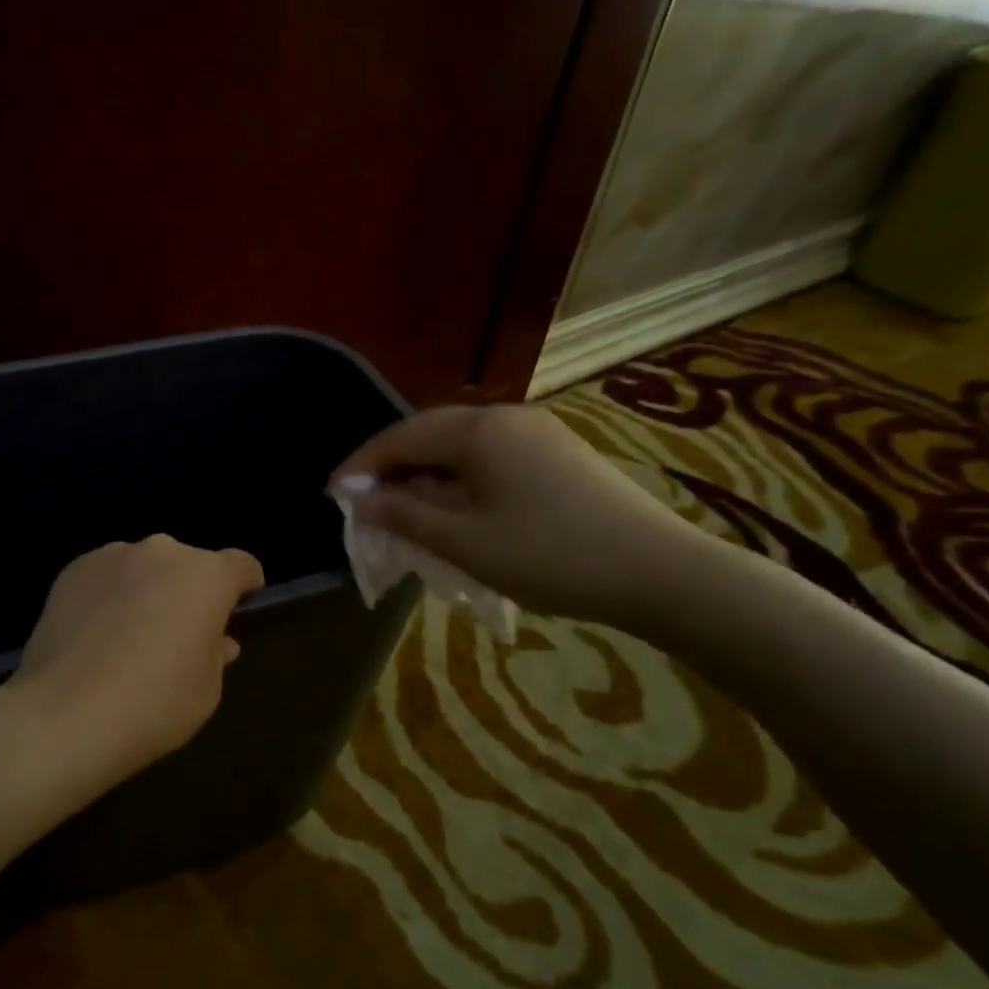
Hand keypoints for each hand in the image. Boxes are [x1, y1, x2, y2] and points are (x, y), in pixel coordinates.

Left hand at [2, 535, 264, 801]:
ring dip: (147, 590)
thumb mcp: (206, 690)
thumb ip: (216, 653)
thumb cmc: (153, 705)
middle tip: (176, 634)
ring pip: (144, 567)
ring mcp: (113, 556)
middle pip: (188, 565)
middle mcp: (162, 552)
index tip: (237, 610)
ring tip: (128, 635)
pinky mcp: (73, 569)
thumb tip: (216, 640)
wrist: (65, 715)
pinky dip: (109, 595)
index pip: (241, 565)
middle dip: (189, 591)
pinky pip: (106, 576)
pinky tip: (95, 634)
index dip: (244, 586)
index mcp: (206, 576)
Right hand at [331, 405, 712, 628]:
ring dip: (425, 472)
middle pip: (429, 433)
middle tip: (364, 503)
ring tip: (404, 508)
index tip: (331, 494)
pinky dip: (458, 476)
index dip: (361, 465)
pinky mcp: (556, 451)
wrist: (658, 571)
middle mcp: (504, 417)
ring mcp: (535, 431)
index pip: (400, 437)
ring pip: (460, 444)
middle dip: (391, 466)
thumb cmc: (549, 555)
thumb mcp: (463, 541)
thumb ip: (403, 513)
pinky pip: (488, 454)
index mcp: (478, 430)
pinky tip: (455, 505)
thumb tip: (357, 497)